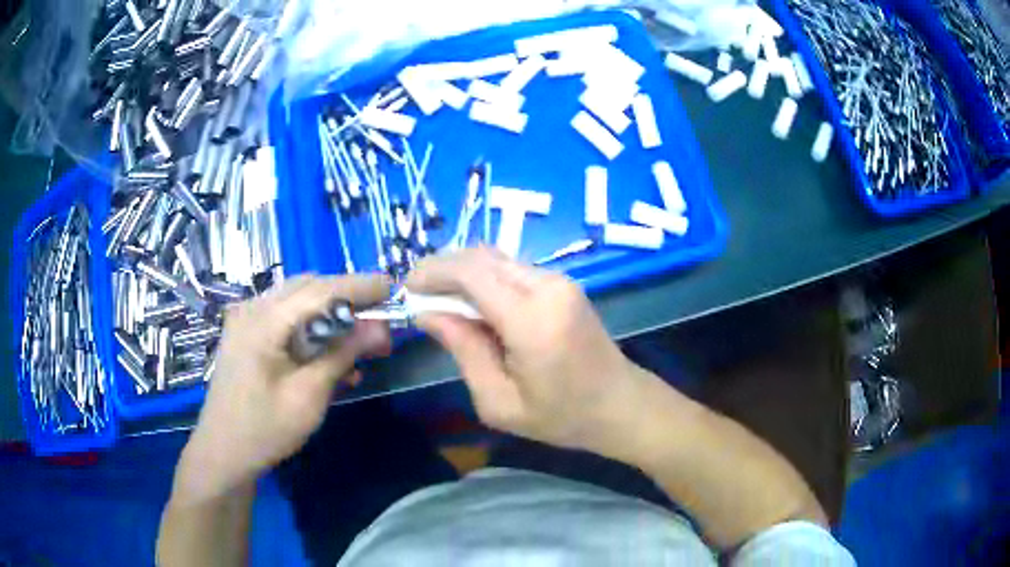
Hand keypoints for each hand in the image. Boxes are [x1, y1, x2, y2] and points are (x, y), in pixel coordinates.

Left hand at [175, 275, 390, 502]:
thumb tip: (379, 327)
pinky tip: (332, 358)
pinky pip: (286, 320)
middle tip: (379, 325)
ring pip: (299, 302)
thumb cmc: (264, 430)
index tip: (393, 288)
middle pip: (309, 289)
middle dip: (347, 301)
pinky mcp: (248, 334)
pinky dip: (313, 330)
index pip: (320, 290)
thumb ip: (342, 355)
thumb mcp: (308, 396)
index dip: (359, 286)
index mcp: (263, 321)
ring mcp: (247, 320)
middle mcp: (253, 309)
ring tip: (362, 344)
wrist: (223, 452)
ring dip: (332, 316)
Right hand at [407, 247, 653, 455]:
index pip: (471, 273)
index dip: (432, 273)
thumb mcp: (499, 401)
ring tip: (441, 301)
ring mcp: (559, 280)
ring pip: (496, 259)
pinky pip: (512, 270)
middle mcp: (548, 287)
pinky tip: (474, 304)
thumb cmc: (561, 416)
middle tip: (418, 295)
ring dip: (463, 273)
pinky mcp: (563, 283)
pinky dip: (485, 279)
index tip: (406, 289)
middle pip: (481, 257)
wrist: (621, 405)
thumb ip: (463, 350)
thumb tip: (427, 313)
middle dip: (443, 269)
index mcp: (532, 320)